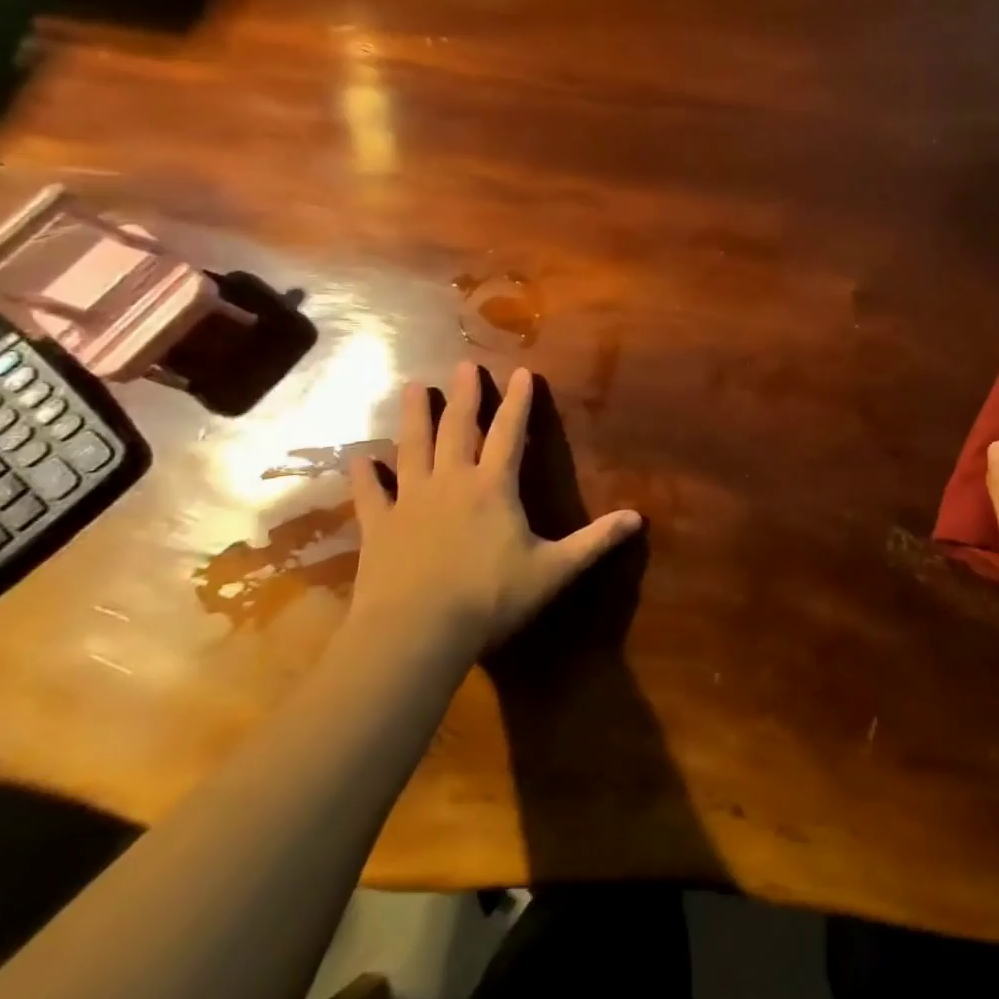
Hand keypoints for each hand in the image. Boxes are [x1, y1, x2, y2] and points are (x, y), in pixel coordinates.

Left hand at [344, 361, 642, 661]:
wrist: (415, 633)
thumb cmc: (489, 598)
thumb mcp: (553, 570)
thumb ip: (594, 541)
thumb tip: (638, 518)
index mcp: (493, 486)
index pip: (509, 433)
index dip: (518, 402)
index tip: (522, 372)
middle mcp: (451, 481)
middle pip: (458, 428)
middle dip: (464, 395)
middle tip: (463, 365)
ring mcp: (410, 500)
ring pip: (413, 447)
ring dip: (414, 416)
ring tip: (413, 387)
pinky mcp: (378, 526)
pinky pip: (370, 492)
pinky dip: (365, 474)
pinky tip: (360, 458)